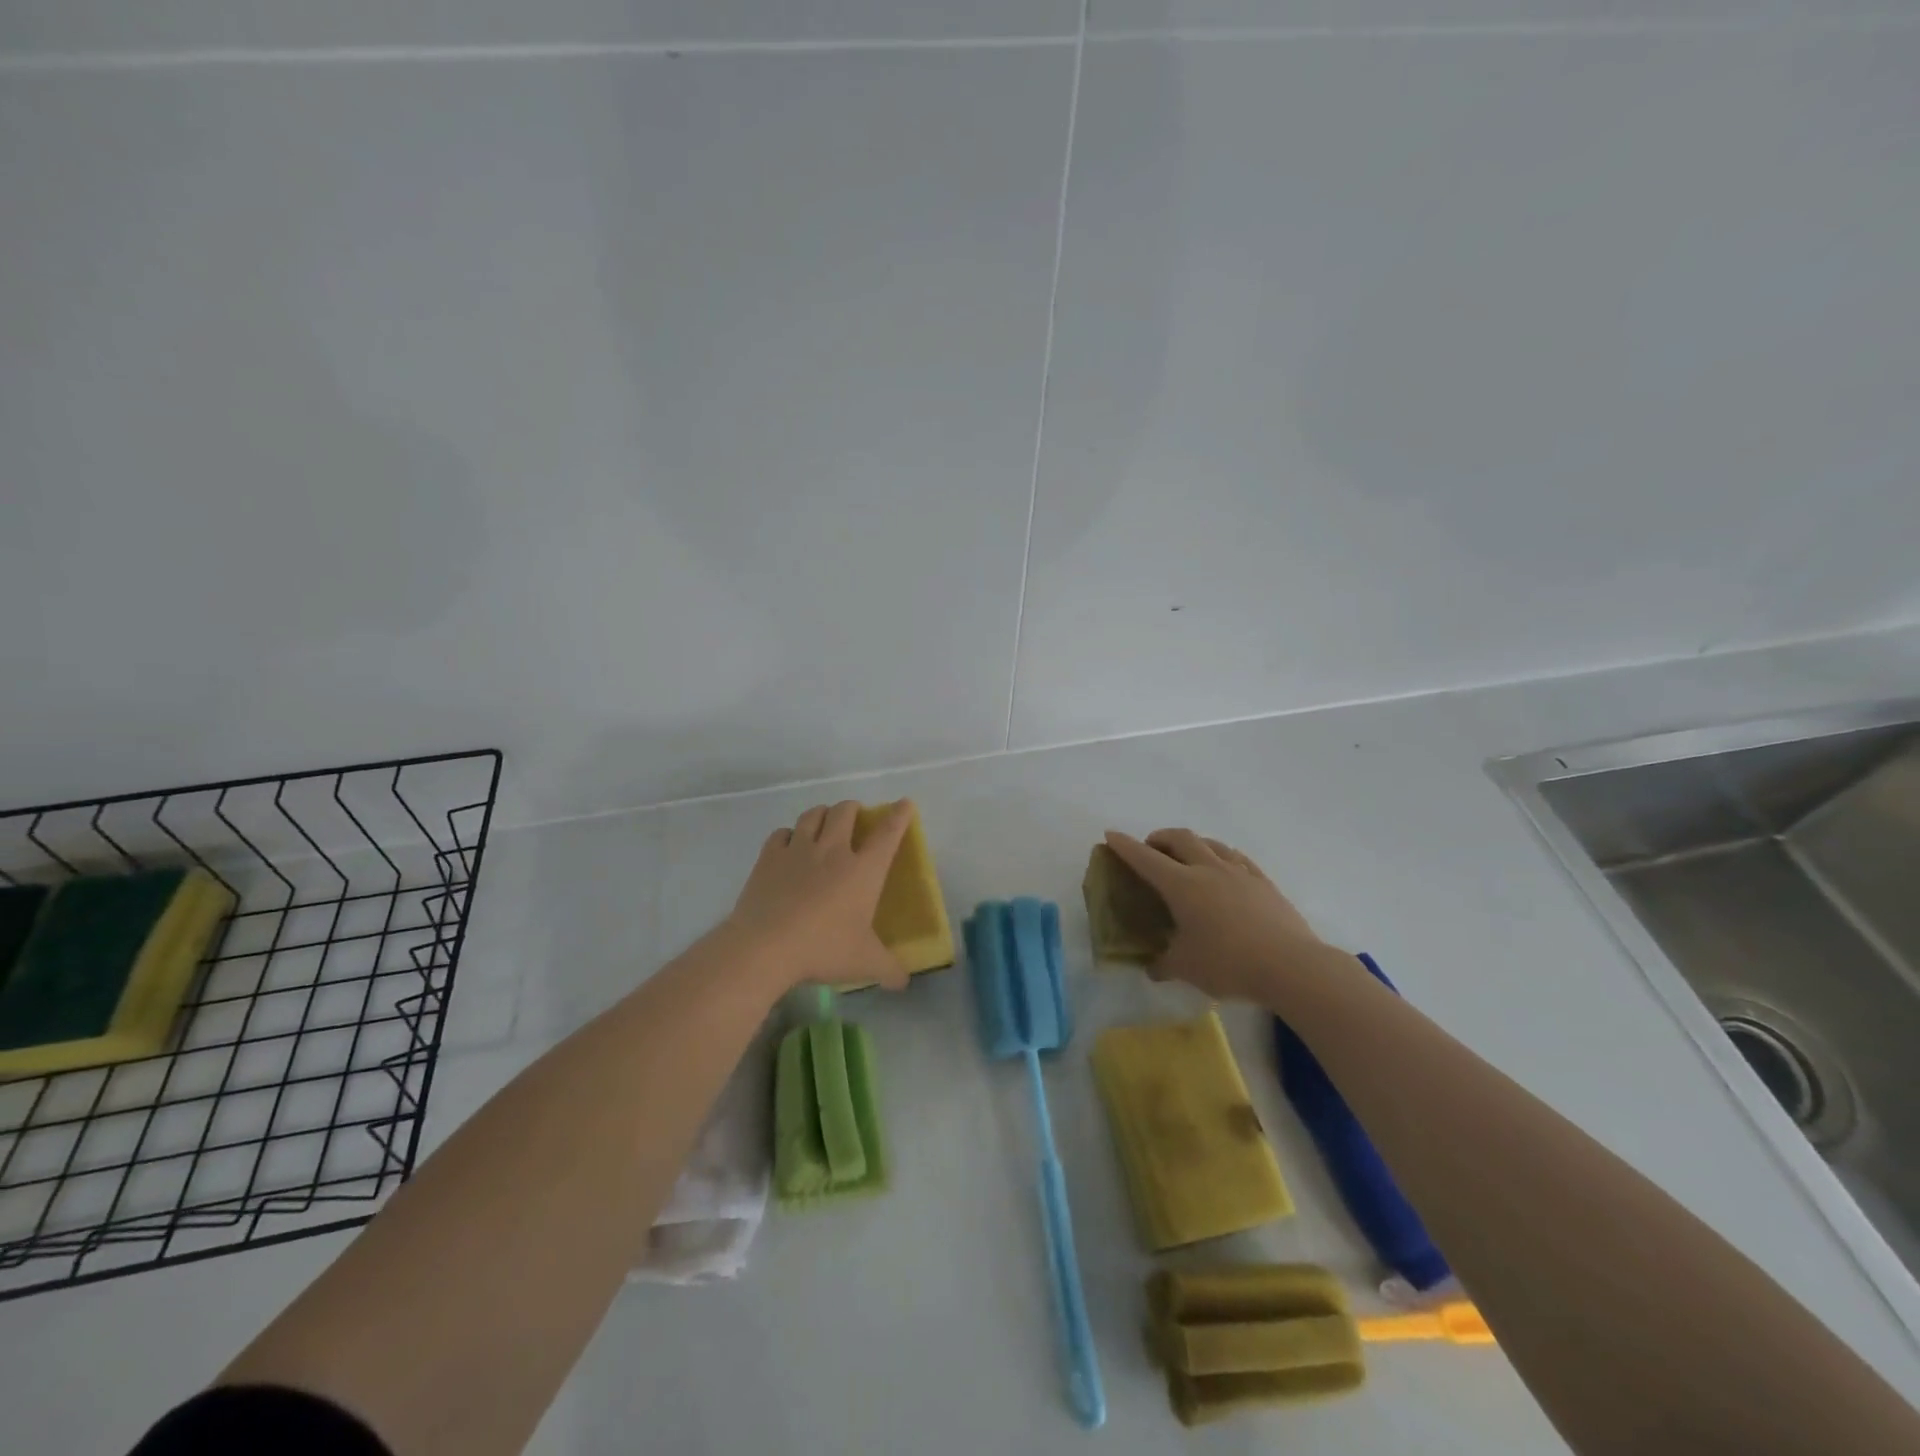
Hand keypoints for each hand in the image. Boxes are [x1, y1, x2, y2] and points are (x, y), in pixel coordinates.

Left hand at [726, 799, 914, 991]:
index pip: (887, 834)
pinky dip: (789, 834)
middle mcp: (833, 850)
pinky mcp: (769, 857)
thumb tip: (904, 982)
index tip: (904, 803)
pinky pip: (782, 833)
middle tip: (855, 816)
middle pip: (845, 812)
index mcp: (863, 870)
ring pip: (813, 815)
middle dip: (853, 808)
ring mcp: (798, 850)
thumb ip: (889, 969)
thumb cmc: (823, 949)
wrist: (765, 946)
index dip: (899, 815)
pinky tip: (789, 843)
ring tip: (824, 821)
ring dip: (822, 813)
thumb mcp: (864, 963)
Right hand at [1103, 828, 1341, 1002]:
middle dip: (1160, 838)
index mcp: (1182, 885)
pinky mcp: (1264, 882)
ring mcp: (1239, 872)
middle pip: (1180, 838)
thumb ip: (1165, 964)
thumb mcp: (1187, 968)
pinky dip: (1221, 856)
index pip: (1145, 858)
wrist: (1291, 966)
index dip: (1125, 846)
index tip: (1111, 835)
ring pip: (1211, 843)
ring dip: (1192, 843)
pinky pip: (1237, 858)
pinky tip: (1225, 868)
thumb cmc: (1228, 963)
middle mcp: (1208, 869)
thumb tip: (1153, 968)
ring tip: (1187, 856)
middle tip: (1151, 849)